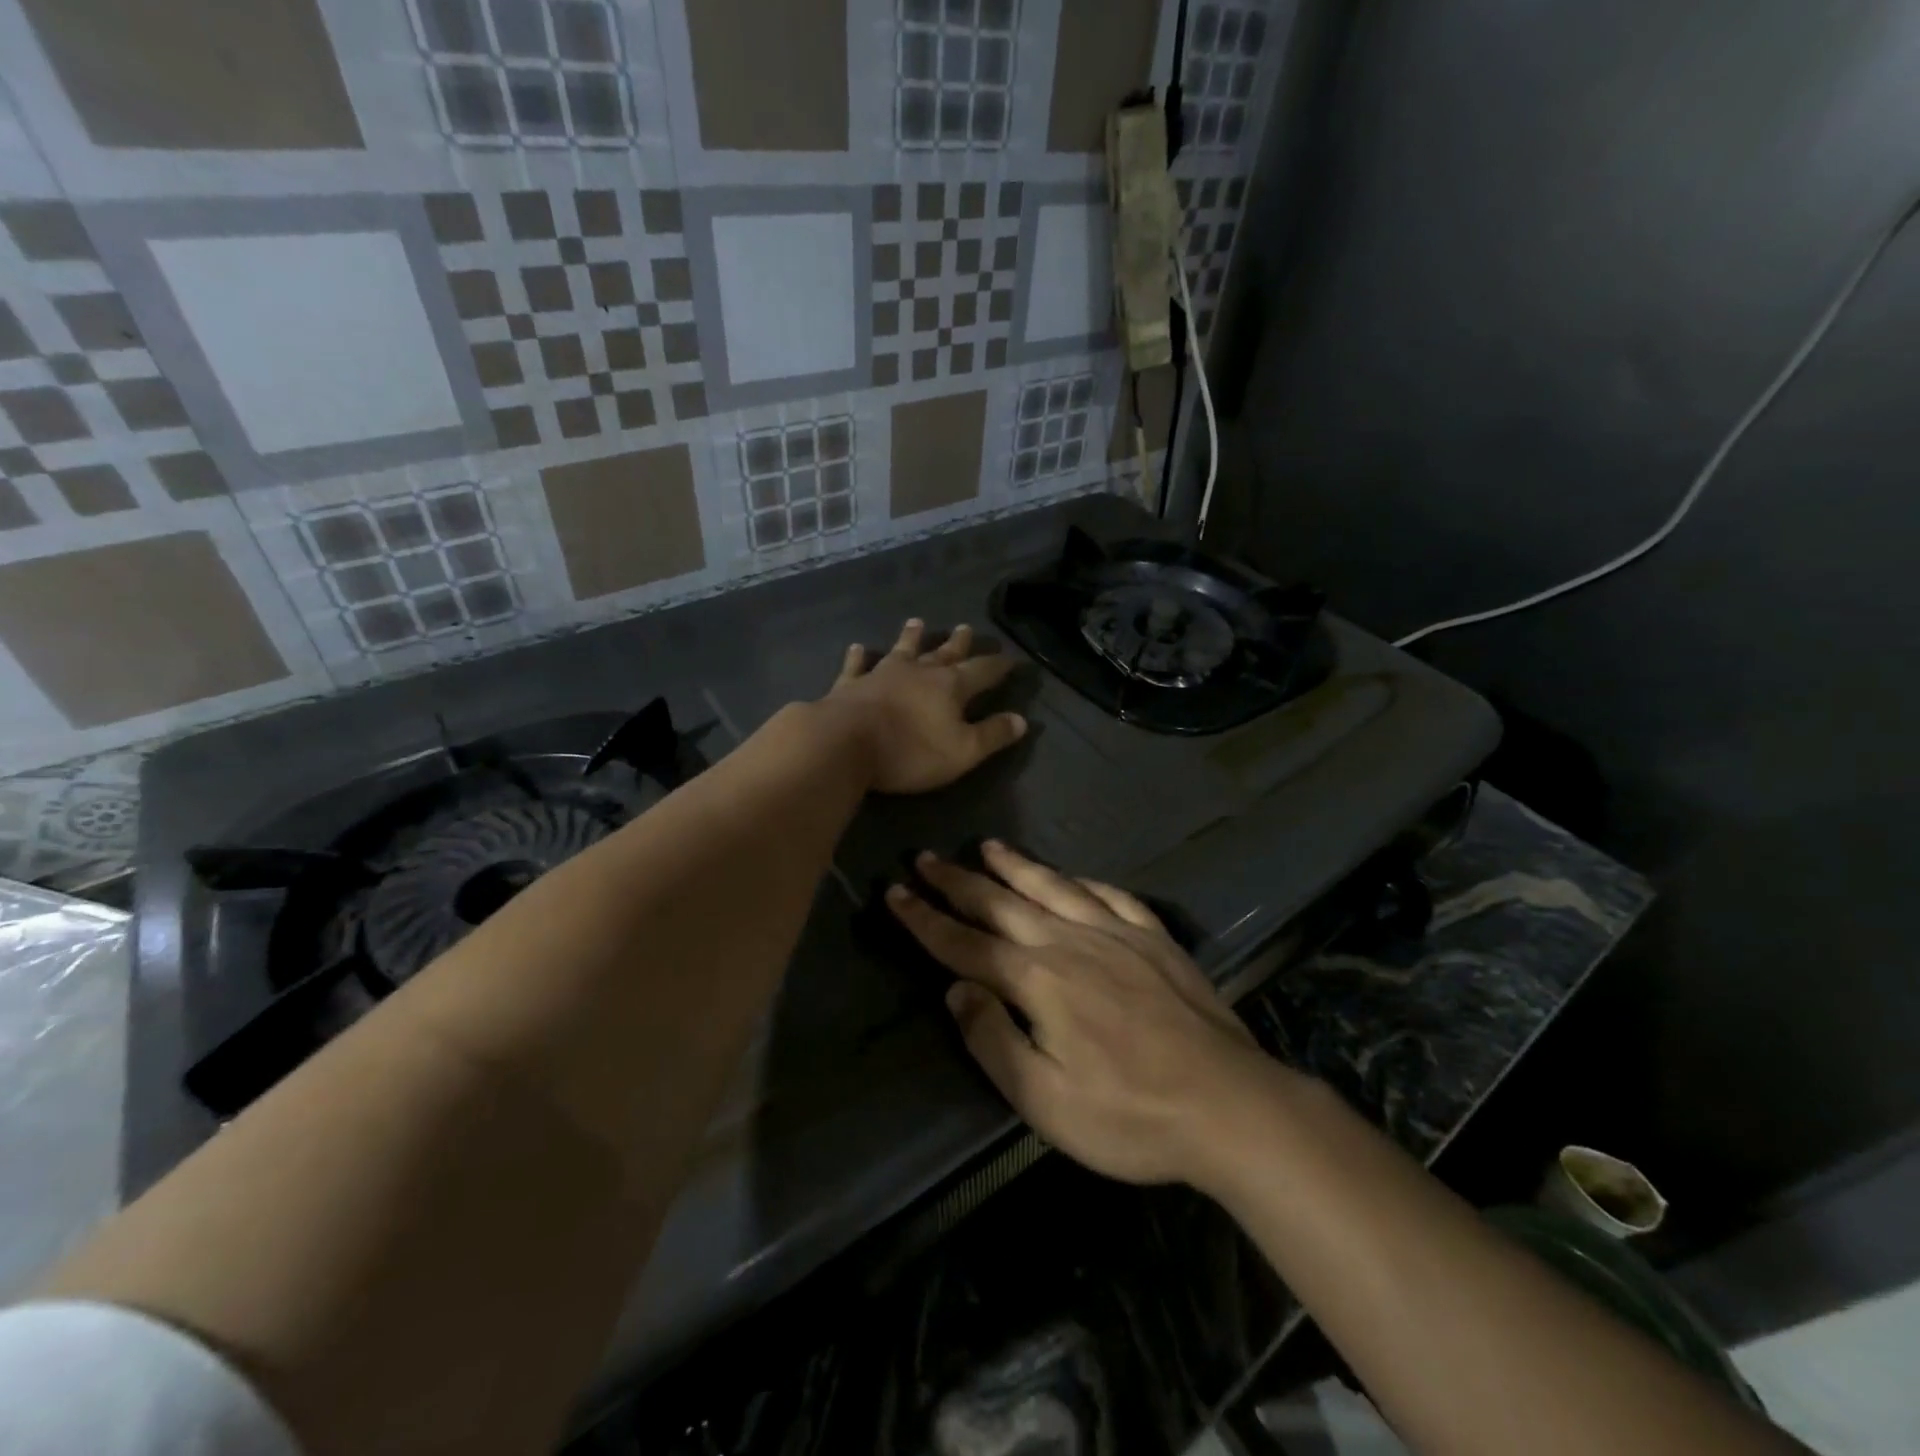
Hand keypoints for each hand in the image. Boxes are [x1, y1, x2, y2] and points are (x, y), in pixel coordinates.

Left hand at [827, 619, 1027, 794]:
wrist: (845, 744)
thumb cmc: (910, 751)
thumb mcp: (963, 751)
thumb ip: (992, 735)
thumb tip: (1021, 720)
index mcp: (950, 687)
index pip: (982, 671)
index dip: (998, 666)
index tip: (1011, 658)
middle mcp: (918, 672)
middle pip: (943, 653)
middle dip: (958, 643)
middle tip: (967, 627)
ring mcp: (881, 674)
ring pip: (902, 650)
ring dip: (911, 637)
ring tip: (918, 622)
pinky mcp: (850, 685)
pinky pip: (857, 665)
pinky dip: (859, 656)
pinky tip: (858, 647)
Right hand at [887, 841, 1280, 1186]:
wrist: (1229, 1104)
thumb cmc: (1129, 1114)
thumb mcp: (1044, 1099)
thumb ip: (992, 1039)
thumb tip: (956, 988)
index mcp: (1038, 979)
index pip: (964, 943)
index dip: (925, 919)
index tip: (895, 892)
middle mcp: (1070, 941)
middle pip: (1001, 903)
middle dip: (958, 881)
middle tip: (926, 857)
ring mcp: (1116, 934)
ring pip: (1053, 887)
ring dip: (1015, 866)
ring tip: (987, 846)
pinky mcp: (1154, 939)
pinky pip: (1110, 896)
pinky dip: (1082, 881)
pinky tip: (1072, 877)